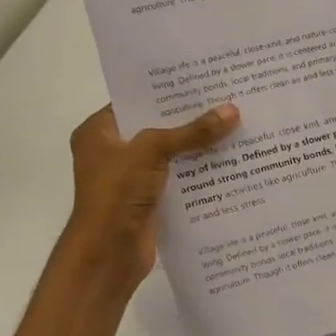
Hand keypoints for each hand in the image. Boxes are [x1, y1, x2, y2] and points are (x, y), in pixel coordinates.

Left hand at [58, 103, 237, 298]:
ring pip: (171, 155)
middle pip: (157, 127)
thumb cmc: (116, 194)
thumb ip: (192, 132)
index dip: (167, 91)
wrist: (108, 255)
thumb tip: (233, 111)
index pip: (135, 100)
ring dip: (198, 147)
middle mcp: (113, 152)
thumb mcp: (153, 151)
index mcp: (99, 132)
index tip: (202, 79)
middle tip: (227, 100)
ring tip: (237, 126)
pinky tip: (230, 162)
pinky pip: (179, 179)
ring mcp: (131, 179)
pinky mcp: (150, 201)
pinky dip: (199, 173)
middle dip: (190, 118)